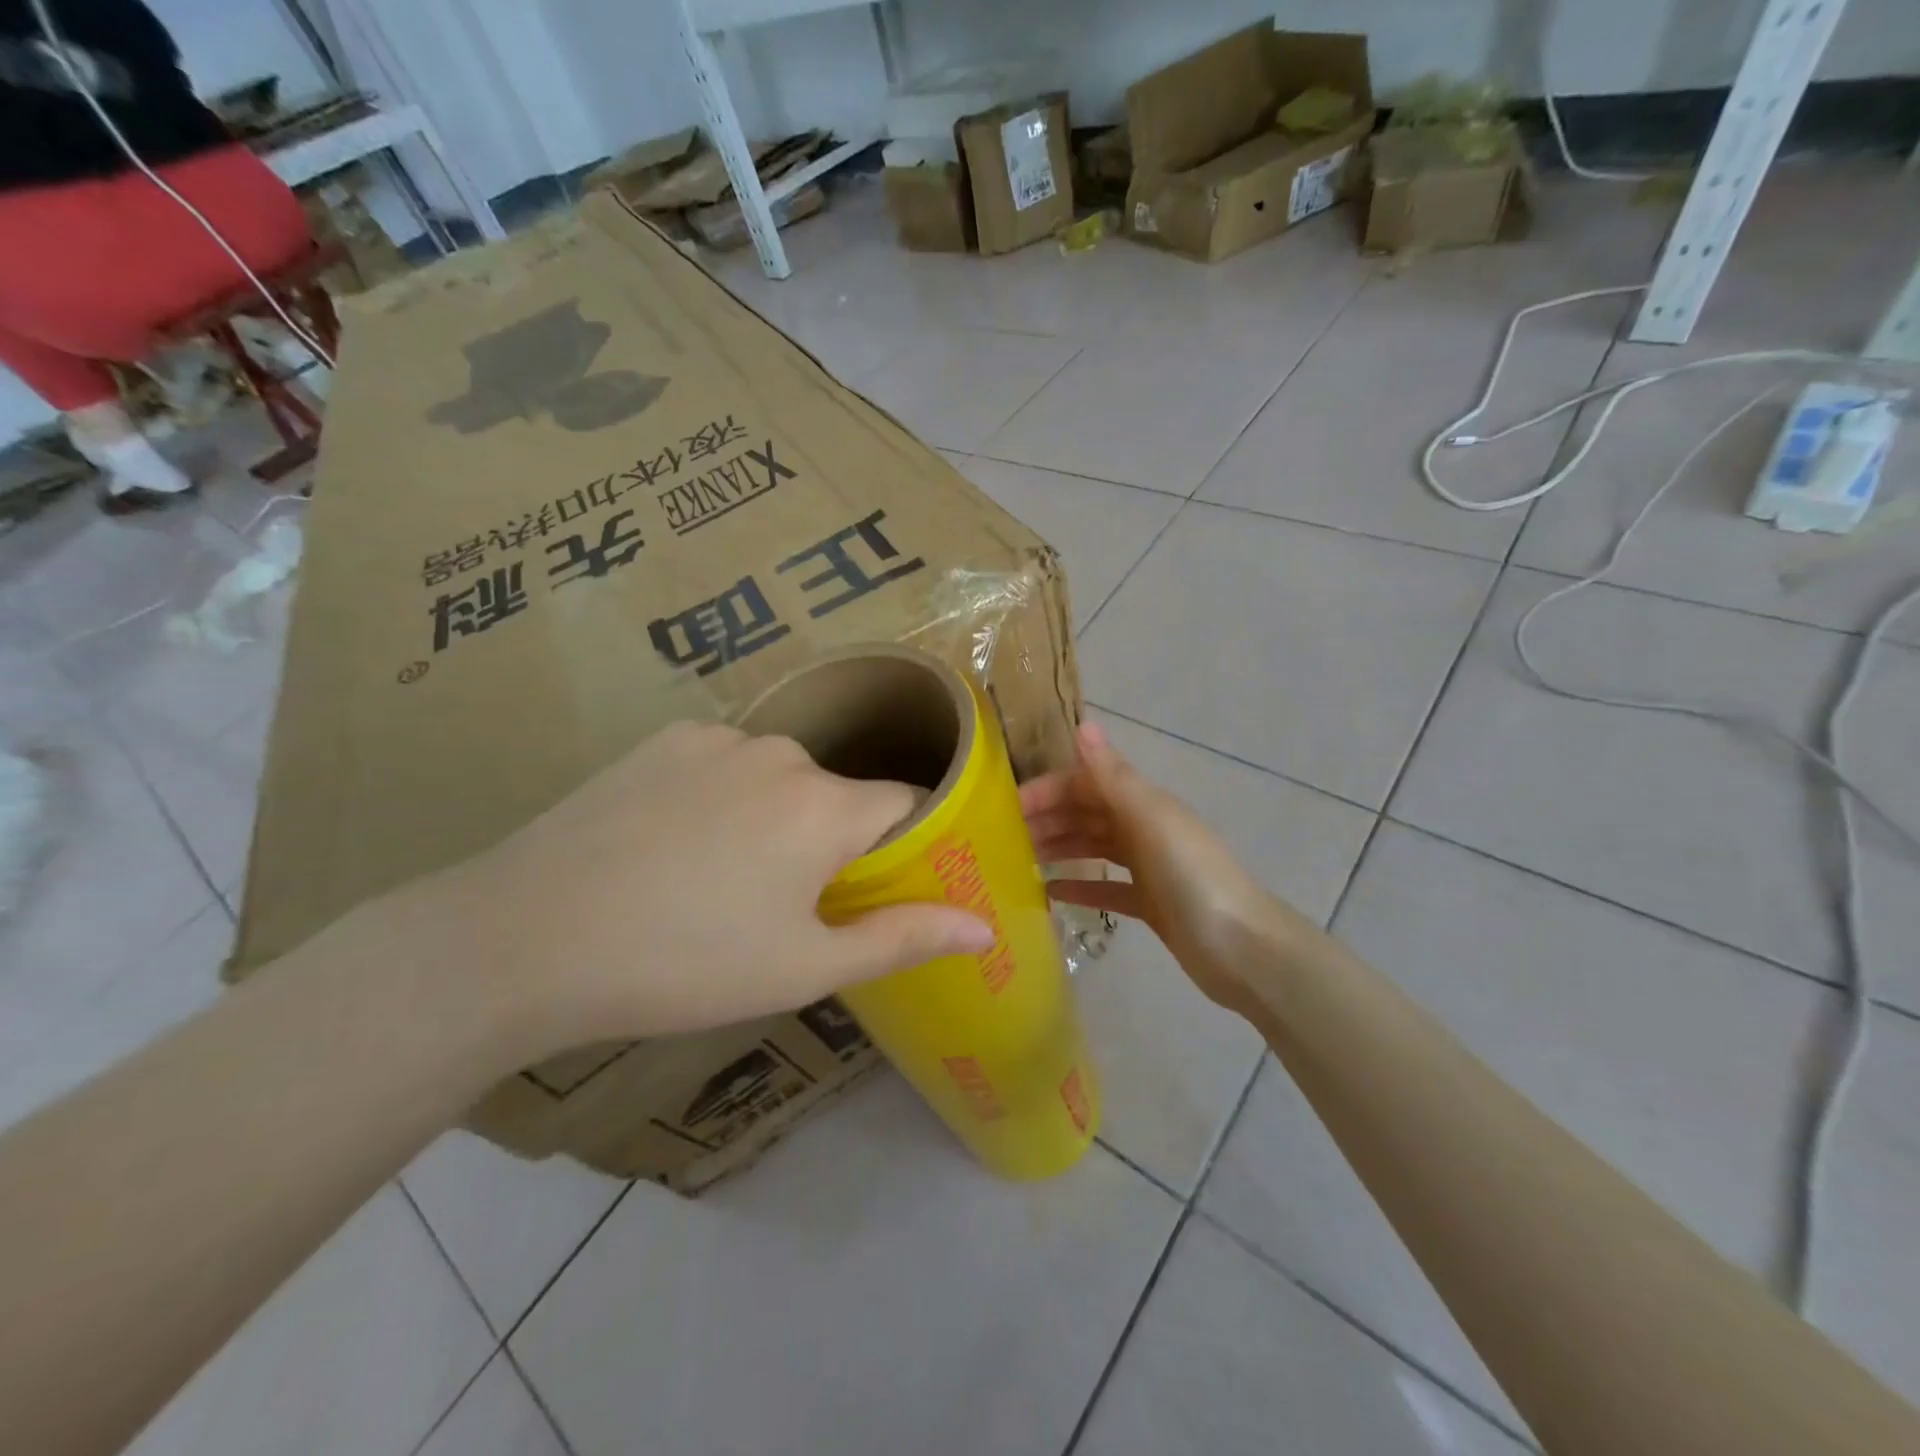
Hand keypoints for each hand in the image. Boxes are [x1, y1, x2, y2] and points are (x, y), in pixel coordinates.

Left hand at [445, 722, 994, 1051]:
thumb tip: (984, 928)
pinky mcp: (666, 738)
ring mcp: (720, 738)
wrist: (528, 936)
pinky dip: (724, 795)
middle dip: (832, 842)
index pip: (907, 804)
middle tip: (785, 904)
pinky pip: (726, 763)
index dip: (905, 845)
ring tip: (720, 878)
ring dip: (776, 818)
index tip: (881, 886)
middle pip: (839, 795)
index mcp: (827, 806)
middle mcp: (784, 754)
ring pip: (781, 778)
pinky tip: (675, 842)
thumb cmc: (685, 963)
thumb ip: (903, 937)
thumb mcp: (803, 967)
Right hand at [1021, 722, 1295, 1015]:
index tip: (1007, 809)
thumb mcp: (1151, 821)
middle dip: (1047, 820)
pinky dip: (1080, 887)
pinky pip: (1106, 887)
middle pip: (1086, 814)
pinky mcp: (1150, 904)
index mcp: (1144, 803)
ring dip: (1058, 849)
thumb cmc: (1193, 878)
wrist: (1243, 950)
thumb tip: (1083, 724)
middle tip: (1003, 839)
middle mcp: (1144, 828)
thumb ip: (1113, 777)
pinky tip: (1050, 895)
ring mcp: (1148, 867)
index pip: (1085, 784)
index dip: (1047, 790)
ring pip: (1093, 848)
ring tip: (1019, 863)